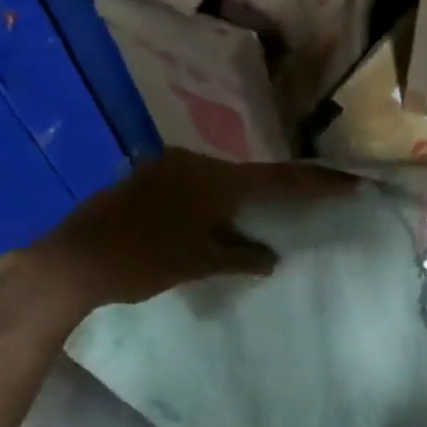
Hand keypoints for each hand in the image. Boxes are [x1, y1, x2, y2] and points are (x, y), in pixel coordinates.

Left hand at [24, 149, 352, 311]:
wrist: (74, 260)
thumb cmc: (143, 262)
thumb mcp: (200, 263)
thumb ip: (241, 257)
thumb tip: (270, 259)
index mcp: (215, 180)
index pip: (280, 180)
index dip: (318, 183)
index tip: (352, 181)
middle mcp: (195, 162)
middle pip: (250, 175)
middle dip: (278, 190)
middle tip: (307, 200)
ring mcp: (167, 166)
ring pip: (220, 179)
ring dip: (241, 198)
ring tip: (259, 217)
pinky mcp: (147, 177)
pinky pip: (195, 184)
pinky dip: (212, 200)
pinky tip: (213, 219)